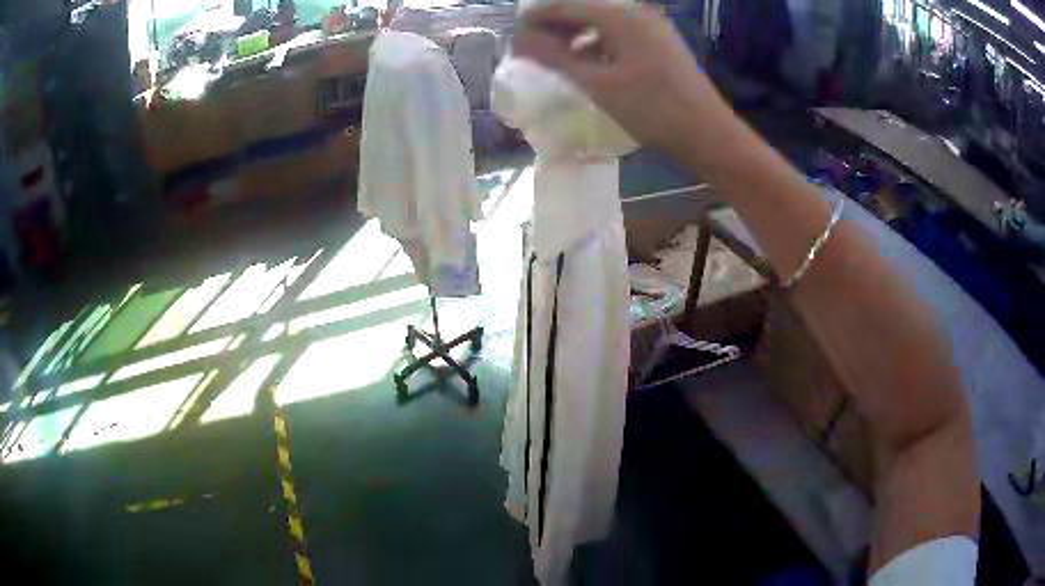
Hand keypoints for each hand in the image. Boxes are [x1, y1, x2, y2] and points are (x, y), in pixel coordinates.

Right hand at [512, 1, 729, 156]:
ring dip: (576, 35)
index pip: (566, 6)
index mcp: (620, 16)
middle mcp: (637, 12)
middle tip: (531, 46)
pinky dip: (598, 44)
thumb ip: (555, 57)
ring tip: (555, 55)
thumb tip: (520, 40)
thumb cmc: (652, 108)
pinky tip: (589, 62)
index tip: (514, 32)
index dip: (537, 17)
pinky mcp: (661, 42)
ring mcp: (653, 26)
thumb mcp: (597, 83)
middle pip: (585, 10)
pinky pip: (620, 34)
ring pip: (603, 22)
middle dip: (556, 26)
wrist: (707, 132)